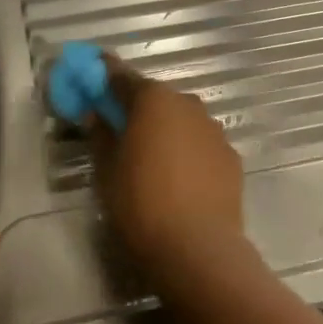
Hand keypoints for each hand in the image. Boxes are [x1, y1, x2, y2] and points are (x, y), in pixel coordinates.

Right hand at [89, 59, 246, 283]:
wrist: (197, 247)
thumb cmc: (140, 203)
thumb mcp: (106, 169)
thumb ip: (100, 134)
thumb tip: (96, 113)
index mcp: (153, 99)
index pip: (121, 77)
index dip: (104, 76)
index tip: (91, 77)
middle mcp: (187, 103)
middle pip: (156, 97)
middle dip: (137, 108)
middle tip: (119, 129)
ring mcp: (214, 129)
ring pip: (182, 120)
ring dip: (166, 129)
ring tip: (151, 159)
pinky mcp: (231, 156)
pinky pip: (201, 144)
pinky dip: (188, 151)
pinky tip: (179, 178)